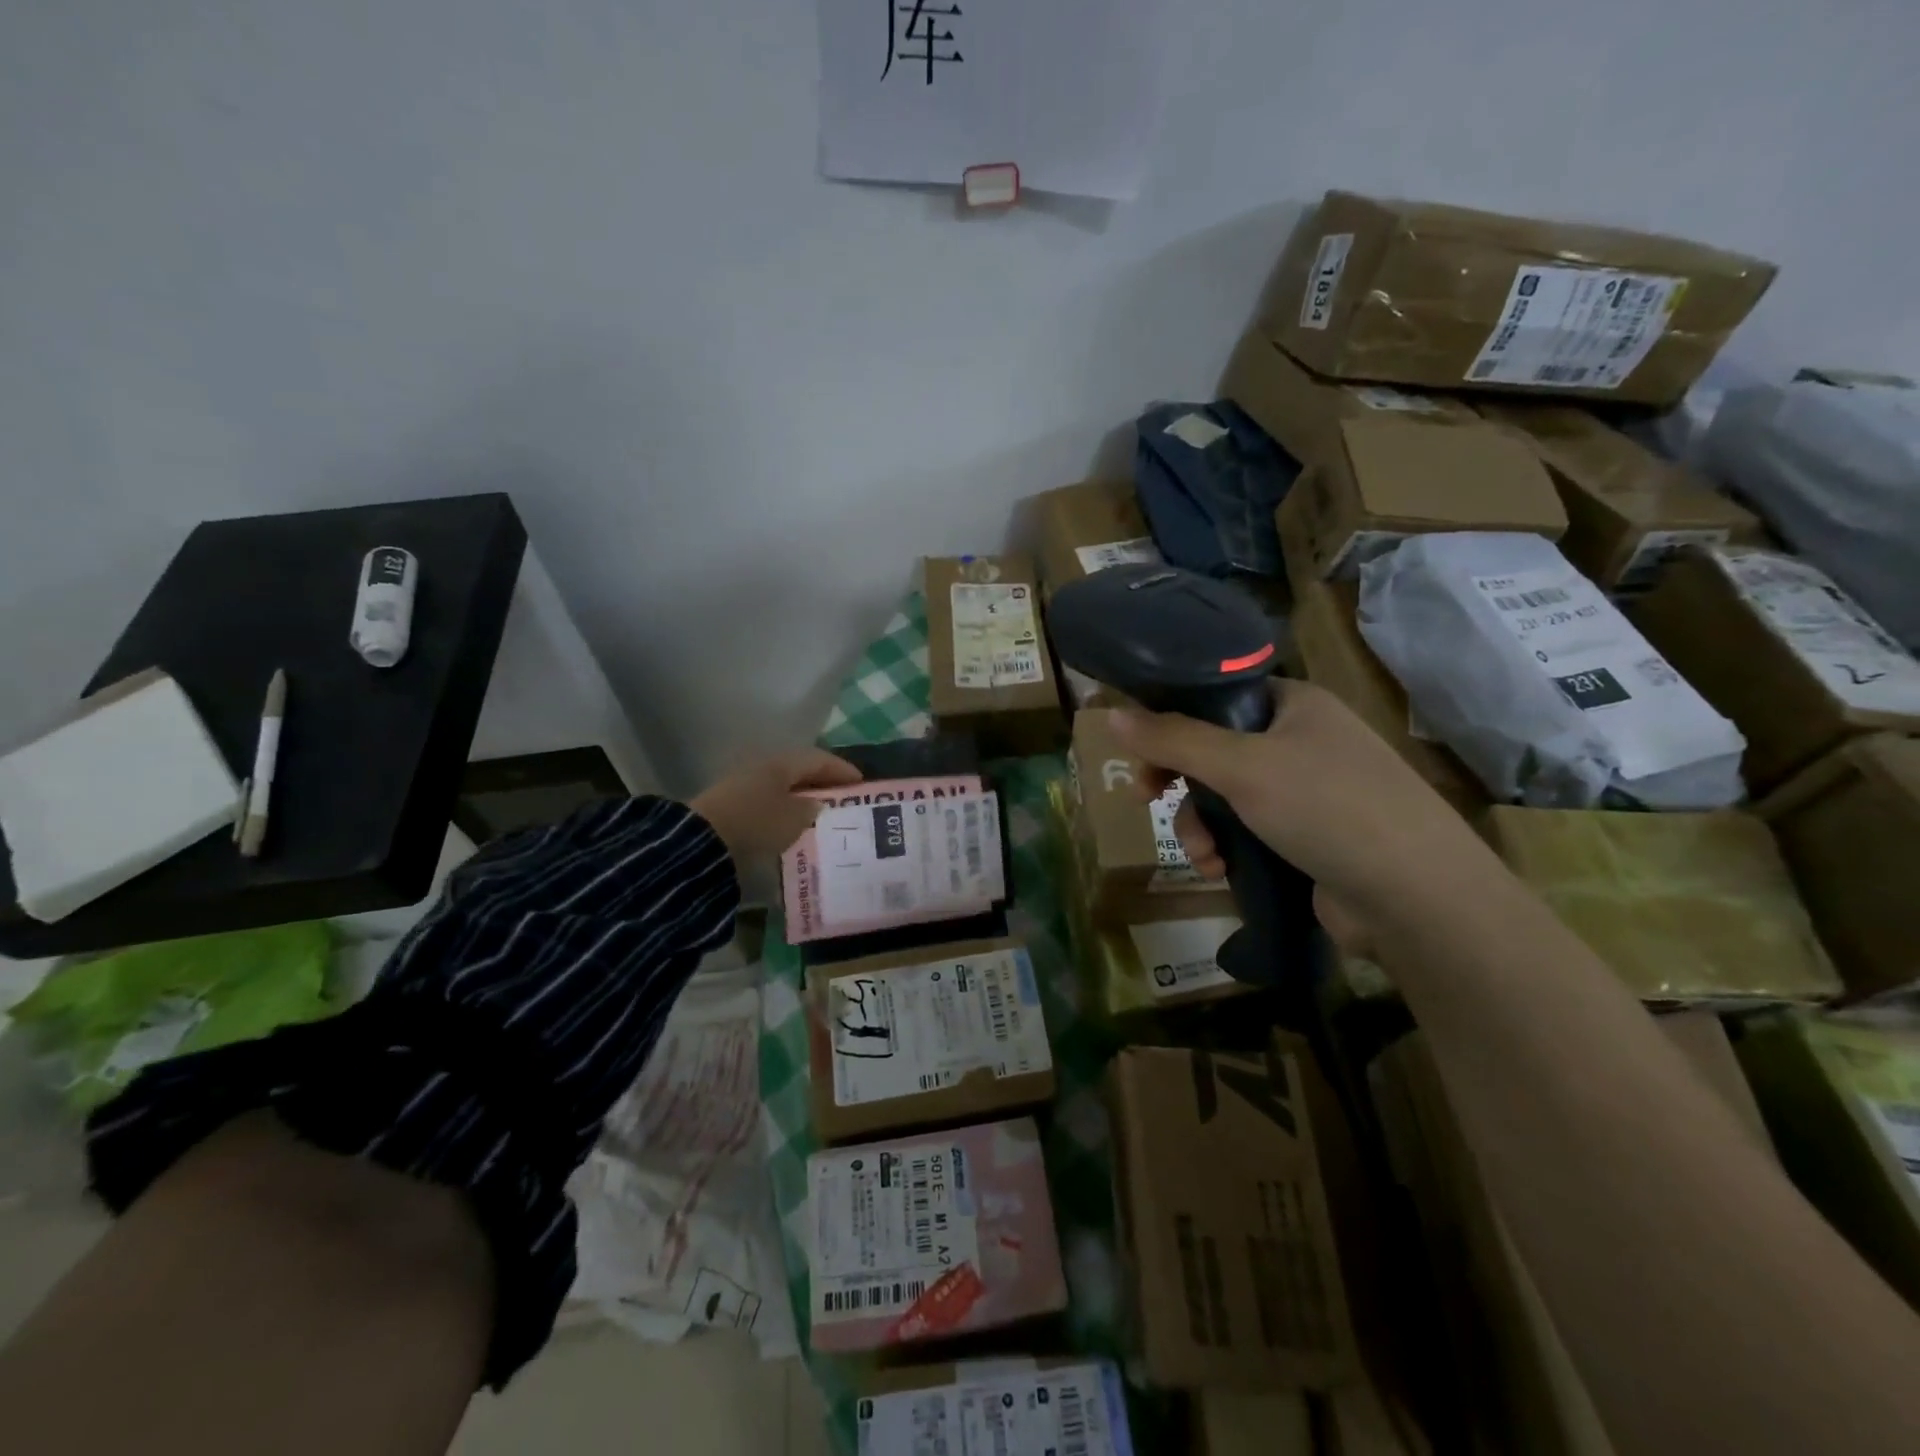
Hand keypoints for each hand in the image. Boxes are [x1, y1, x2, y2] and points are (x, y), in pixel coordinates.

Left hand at [690, 748, 862, 862]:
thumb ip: (811, 809)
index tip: (860, 783)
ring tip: (820, 813)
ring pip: (782, 787)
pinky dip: (784, 810)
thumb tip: (816, 804)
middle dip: (821, 783)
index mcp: (781, 763)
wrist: (703, 842)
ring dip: (802, 797)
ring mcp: (744, 786)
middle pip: (799, 771)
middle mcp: (762, 768)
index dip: (841, 769)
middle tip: (842, 797)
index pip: (818, 759)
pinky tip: (792, 824)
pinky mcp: (732, 806)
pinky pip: (768, 802)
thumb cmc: (757, 822)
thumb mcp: (794, 818)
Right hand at [1109, 681, 1485, 931]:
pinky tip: (1220, 871)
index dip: (1172, 718)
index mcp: (1295, 705)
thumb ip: (1173, 739)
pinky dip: (1227, 848)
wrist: (1417, 898)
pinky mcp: (1310, 838)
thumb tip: (1111, 715)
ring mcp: (1310, 792)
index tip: (1140, 749)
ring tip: (1203, 856)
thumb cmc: (1327, 808)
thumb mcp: (1241, 767)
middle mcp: (1303, 741)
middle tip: (1147, 798)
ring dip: (1201, 825)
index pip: (1217, 695)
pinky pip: (1249, 831)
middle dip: (1180, 781)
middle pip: (1215, 749)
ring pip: (1227, 797)